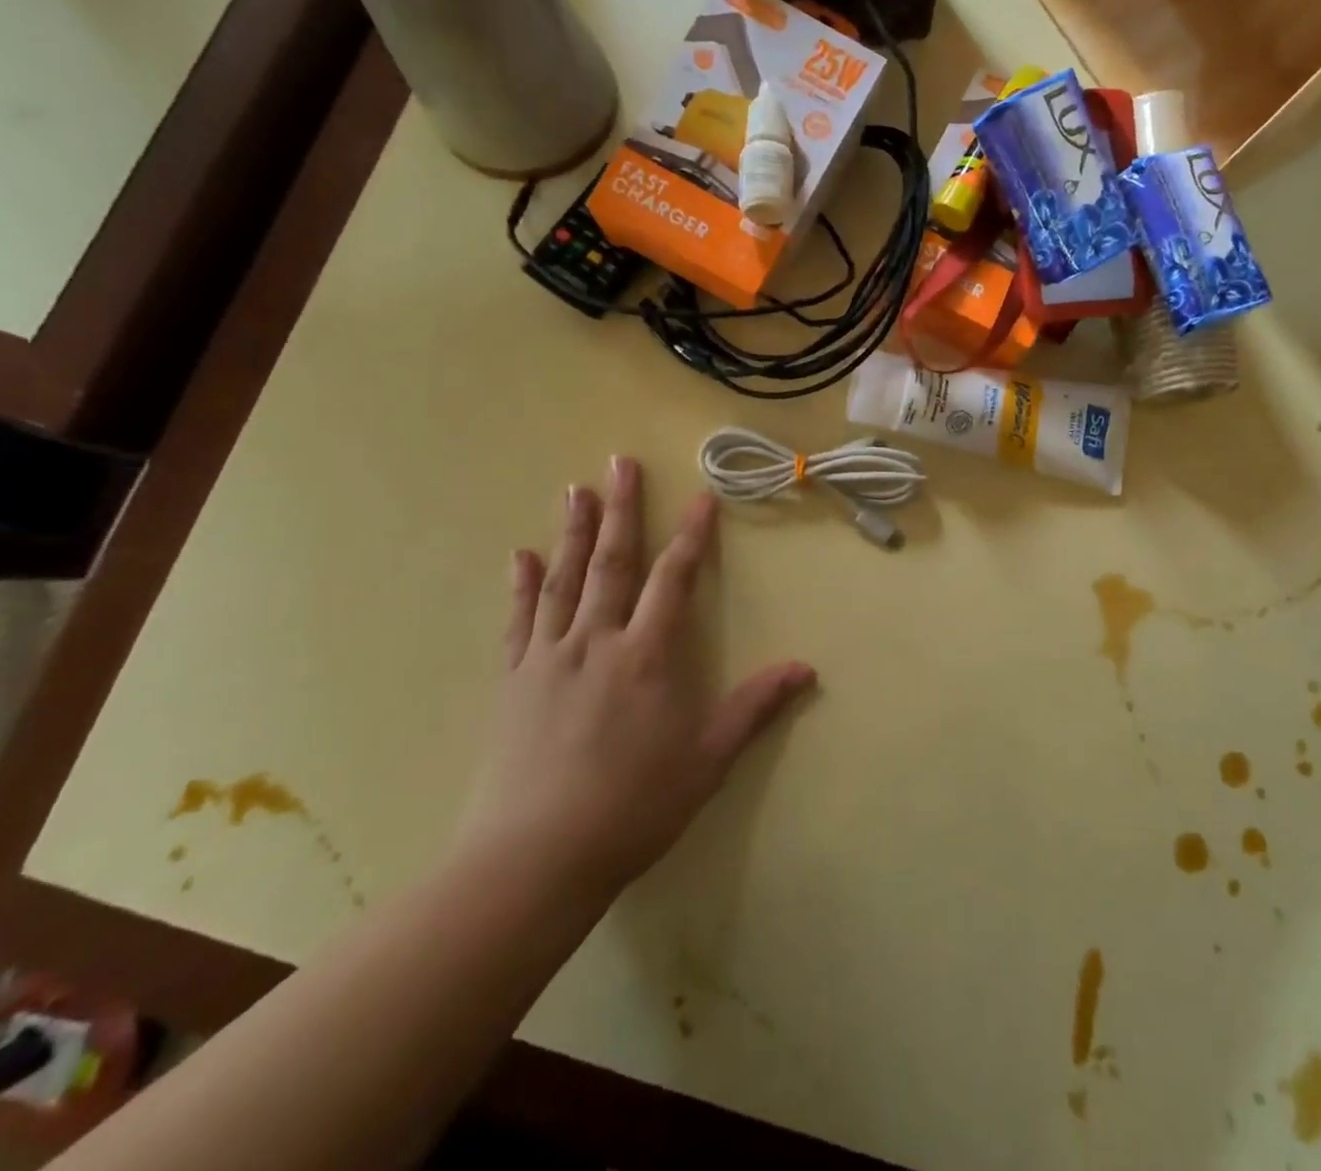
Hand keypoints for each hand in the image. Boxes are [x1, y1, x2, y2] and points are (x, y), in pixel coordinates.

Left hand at [461, 457, 816, 893]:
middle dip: (621, 509)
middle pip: (611, 562)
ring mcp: (549, 657)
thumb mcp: (707, 761)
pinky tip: (520, 555)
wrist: (533, 859)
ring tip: (575, 488)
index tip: (702, 497)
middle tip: (620, 462)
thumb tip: (805, 667)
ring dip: (571, 531)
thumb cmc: (632, 808)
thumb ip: (754, 708)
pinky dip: (522, 584)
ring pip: (563, 580)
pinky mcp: (515, 681)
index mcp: (646, 656)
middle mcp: (596, 641)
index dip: (691, 536)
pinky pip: (519, 620)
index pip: (673, 580)